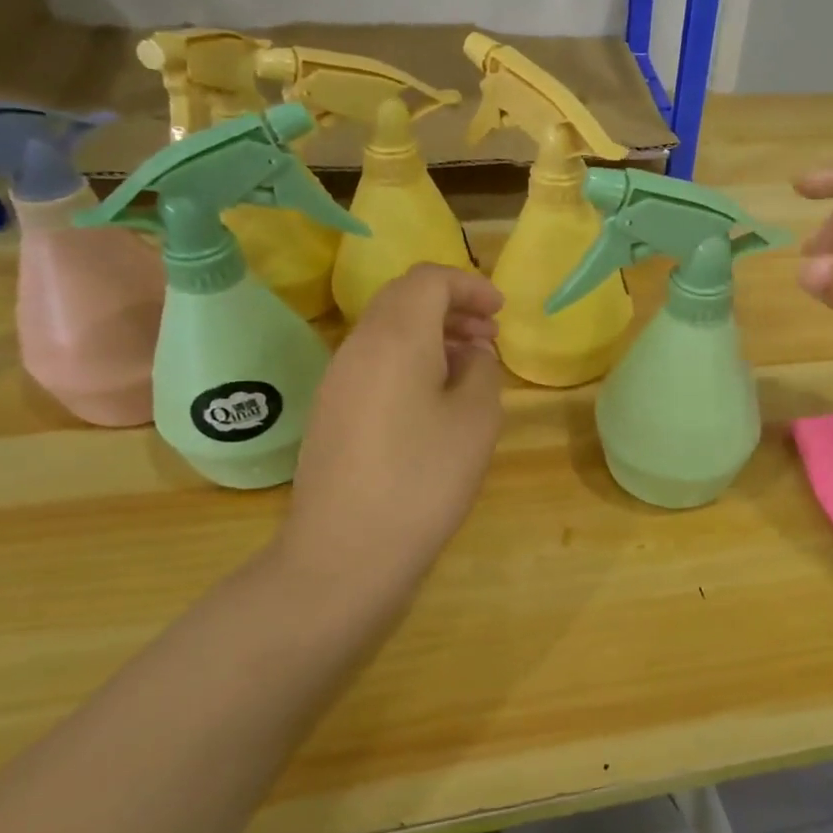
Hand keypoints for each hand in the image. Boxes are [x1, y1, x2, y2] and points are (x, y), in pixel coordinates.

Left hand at [275, 265, 504, 599]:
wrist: (345, 553)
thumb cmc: (423, 480)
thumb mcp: (476, 420)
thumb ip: (483, 371)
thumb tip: (471, 355)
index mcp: (395, 337)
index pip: (428, 280)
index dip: (469, 285)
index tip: (501, 311)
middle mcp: (358, 346)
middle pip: (404, 299)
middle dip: (451, 306)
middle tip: (490, 334)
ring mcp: (338, 379)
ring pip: (388, 331)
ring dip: (431, 334)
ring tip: (470, 365)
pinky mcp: (331, 411)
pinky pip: (374, 362)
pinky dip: (410, 360)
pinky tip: (435, 398)